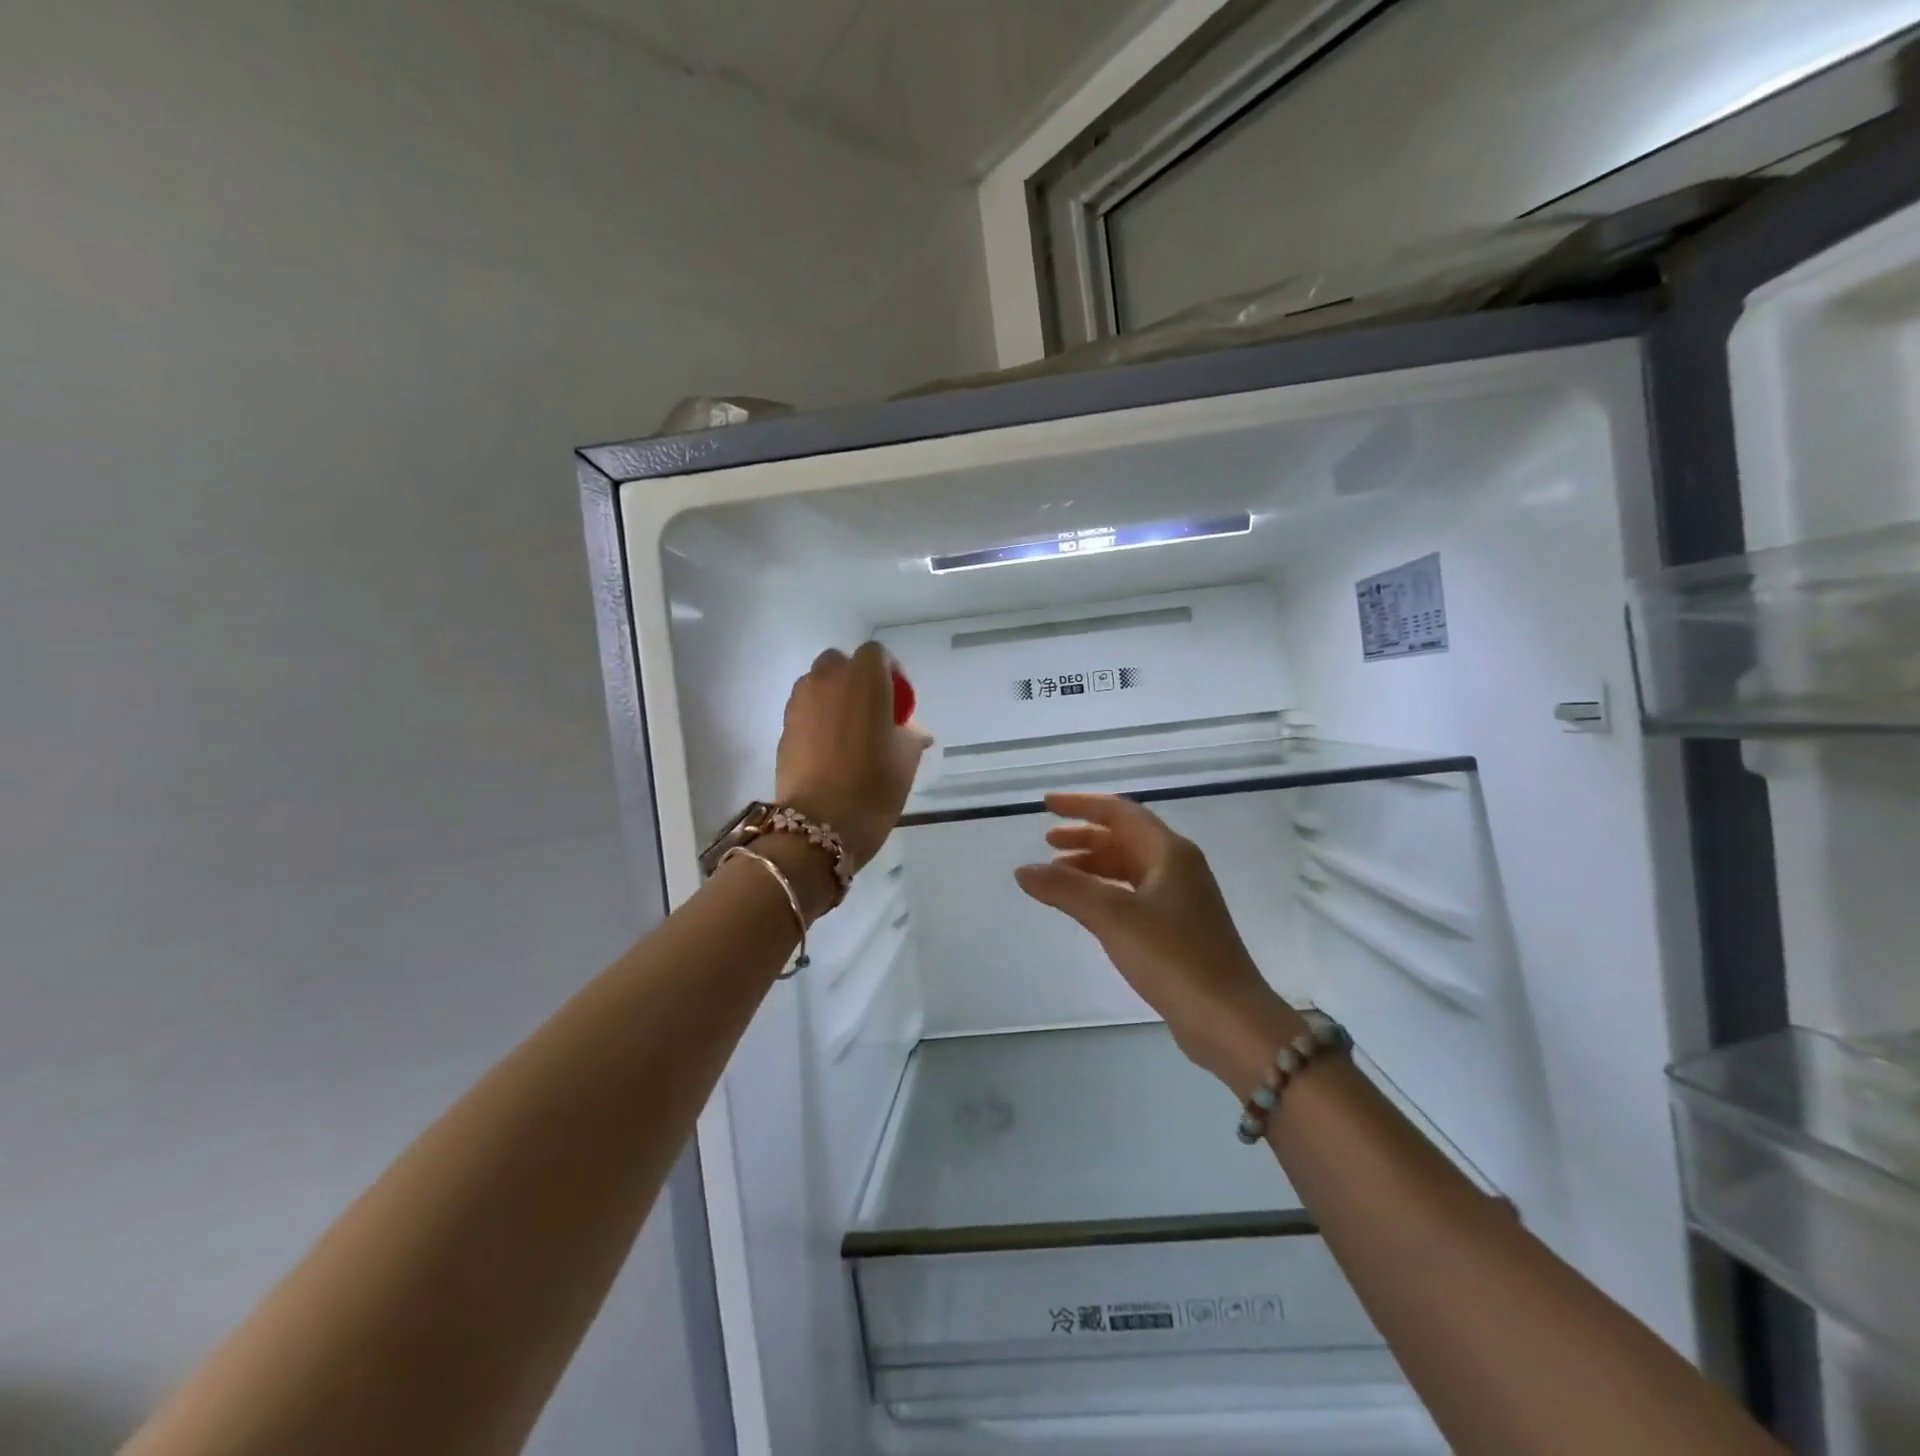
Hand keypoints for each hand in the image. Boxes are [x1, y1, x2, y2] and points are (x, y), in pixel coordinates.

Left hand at [775, 643, 931, 871]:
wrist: (819, 824)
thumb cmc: (873, 786)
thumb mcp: (906, 760)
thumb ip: (910, 735)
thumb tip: (913, 731)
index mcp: (864, 679)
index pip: (877, 654)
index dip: (890, 672)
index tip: (898, 701)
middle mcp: (827, 680)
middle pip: (840, 663)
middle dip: (855, 679)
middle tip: (871, 711)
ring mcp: (800, 702)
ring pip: (817, 684)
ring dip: (832, 697)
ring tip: (847, 731)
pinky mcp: (783, 727)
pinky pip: (804, 710)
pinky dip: (816, 719)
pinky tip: (828, 749)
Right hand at [1015, 793, 1304, 1091]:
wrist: (1229, 1020)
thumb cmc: (1173, 957)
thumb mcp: (1113, 917)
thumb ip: (1066, 889)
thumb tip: (1023, 870)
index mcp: (1170, 852)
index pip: (1120, 813)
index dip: (1081, 805)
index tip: (1045, 805)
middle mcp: (1179, 867)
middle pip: (1126, 838)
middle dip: (1085, 836)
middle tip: (1047, 843)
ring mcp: (1182, 899)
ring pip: (1130, 867)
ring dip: (1094, 865)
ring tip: (1057, 876)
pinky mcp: (1180, 929)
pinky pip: (1135, 894)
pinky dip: (1106, 892)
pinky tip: (1087, 909)